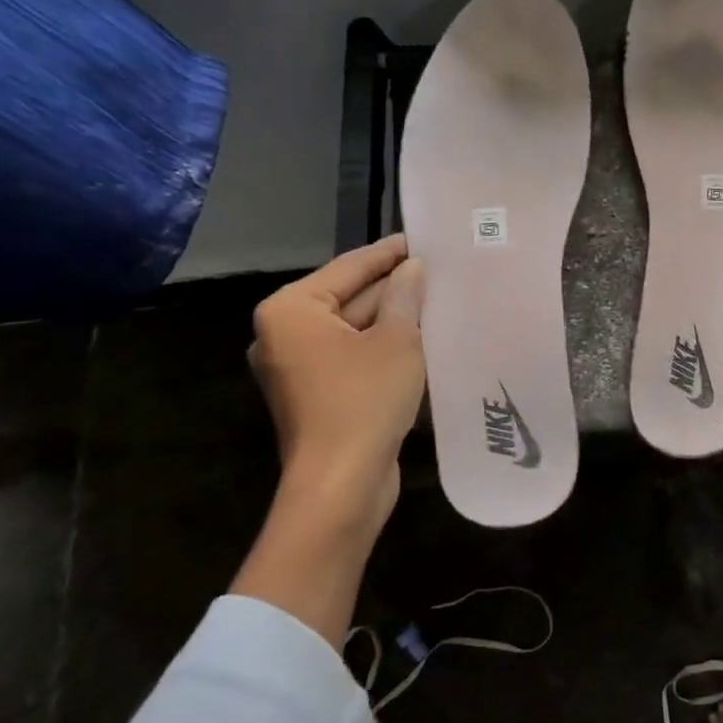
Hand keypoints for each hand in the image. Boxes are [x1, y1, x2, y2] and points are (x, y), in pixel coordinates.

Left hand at [232, 236, 425, 642]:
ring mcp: (298, 367)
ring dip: (392, 318)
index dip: (389, 252)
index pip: (349, 267)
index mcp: (292, 310)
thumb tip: (412, 268)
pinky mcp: (316, 395)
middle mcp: (284, 334)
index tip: (422, 238)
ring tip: (438, 299)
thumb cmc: (364, 400)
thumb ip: (405, 297)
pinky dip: (383, 346)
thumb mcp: (397, 340)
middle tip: (438, 270)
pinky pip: (353, 356)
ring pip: (353, 329)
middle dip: (393, 287)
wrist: (341, 483)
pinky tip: (421, 338)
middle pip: (348, 297)